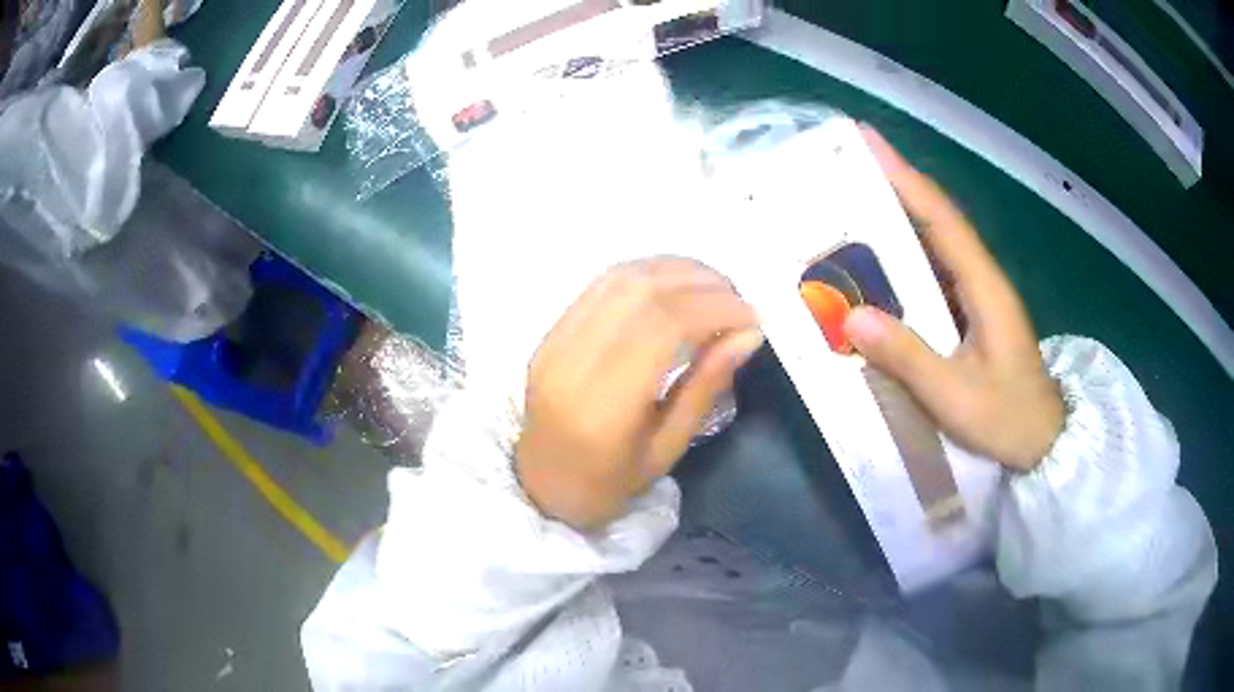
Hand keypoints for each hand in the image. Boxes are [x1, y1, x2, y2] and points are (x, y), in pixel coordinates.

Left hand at [516, 258, 763, 530]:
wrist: (542, 484)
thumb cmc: (609, 483)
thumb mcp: (667, 449)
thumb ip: (705, 386)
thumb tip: (748, 333)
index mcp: (602, 408)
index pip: (663, 327)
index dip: (715, 308)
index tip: (753, 315)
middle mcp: (571, 363)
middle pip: (642, 293)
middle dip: (702, 283)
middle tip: (739, 299)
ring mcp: (554, 342)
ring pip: (620, 278)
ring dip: (675, 271)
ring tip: (714, 287)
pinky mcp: (550, 332)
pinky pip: (600, 285)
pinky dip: (646, 273)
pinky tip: (675, 284)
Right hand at [845, 128, 1064, 470]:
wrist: (1043, 442)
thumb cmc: (1008, 418)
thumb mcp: (957, 396)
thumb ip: (909, 358)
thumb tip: (851, 317)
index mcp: (983, 285)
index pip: (940, 216)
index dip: (903, 175)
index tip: (866, 140)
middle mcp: (979, 278)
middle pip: (933, 219)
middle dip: (891, 187)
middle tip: (842, 168)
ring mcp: (975, 296)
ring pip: (931, 246)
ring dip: (893, 222)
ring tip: (846, 208)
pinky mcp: (969, 315)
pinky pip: (930, 277)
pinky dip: (901, 263)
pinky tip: (874, 269)